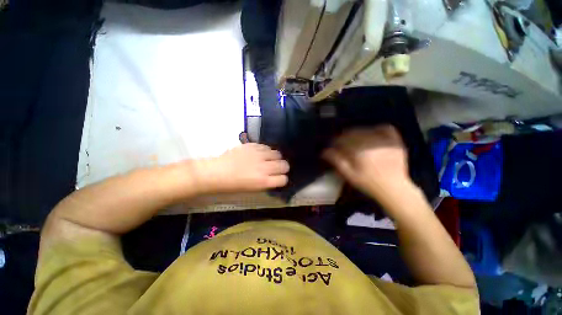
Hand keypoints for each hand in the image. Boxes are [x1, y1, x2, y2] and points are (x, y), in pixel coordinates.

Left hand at [200, 143, 288, 192]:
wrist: (216, 172)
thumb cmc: (233, 185)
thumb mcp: (252, 189)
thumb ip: (266, 182)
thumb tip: (275, 177)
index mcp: (263, 181)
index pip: (283, 179)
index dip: (282, 178)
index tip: (279, 177)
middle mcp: (264, 167)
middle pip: (284, 165)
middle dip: (282, 167)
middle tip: (276, 167)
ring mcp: (258, 155)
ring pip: (277, 153)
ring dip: (275, 157)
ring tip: (268, 159)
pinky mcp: (252, 146)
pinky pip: (266, 146)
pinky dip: (266, 150)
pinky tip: (260, 153)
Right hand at [322, 125, 410, 200]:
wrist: (394, 189)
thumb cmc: (368, 183)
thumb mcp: (349, 175)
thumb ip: (336, 161)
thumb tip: (324, 151)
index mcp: (358, 152)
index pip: (342, 140)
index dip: (335, 142)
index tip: (332, 145)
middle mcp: (371, 144)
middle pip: (353, 133)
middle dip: (344, 136)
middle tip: (341, 142)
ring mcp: (384, 141)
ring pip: (366, 130)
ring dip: (357, 132)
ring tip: (353, 138)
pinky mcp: (395, 142)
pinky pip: (385, 128)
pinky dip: (377, 128)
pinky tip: (371, 133)